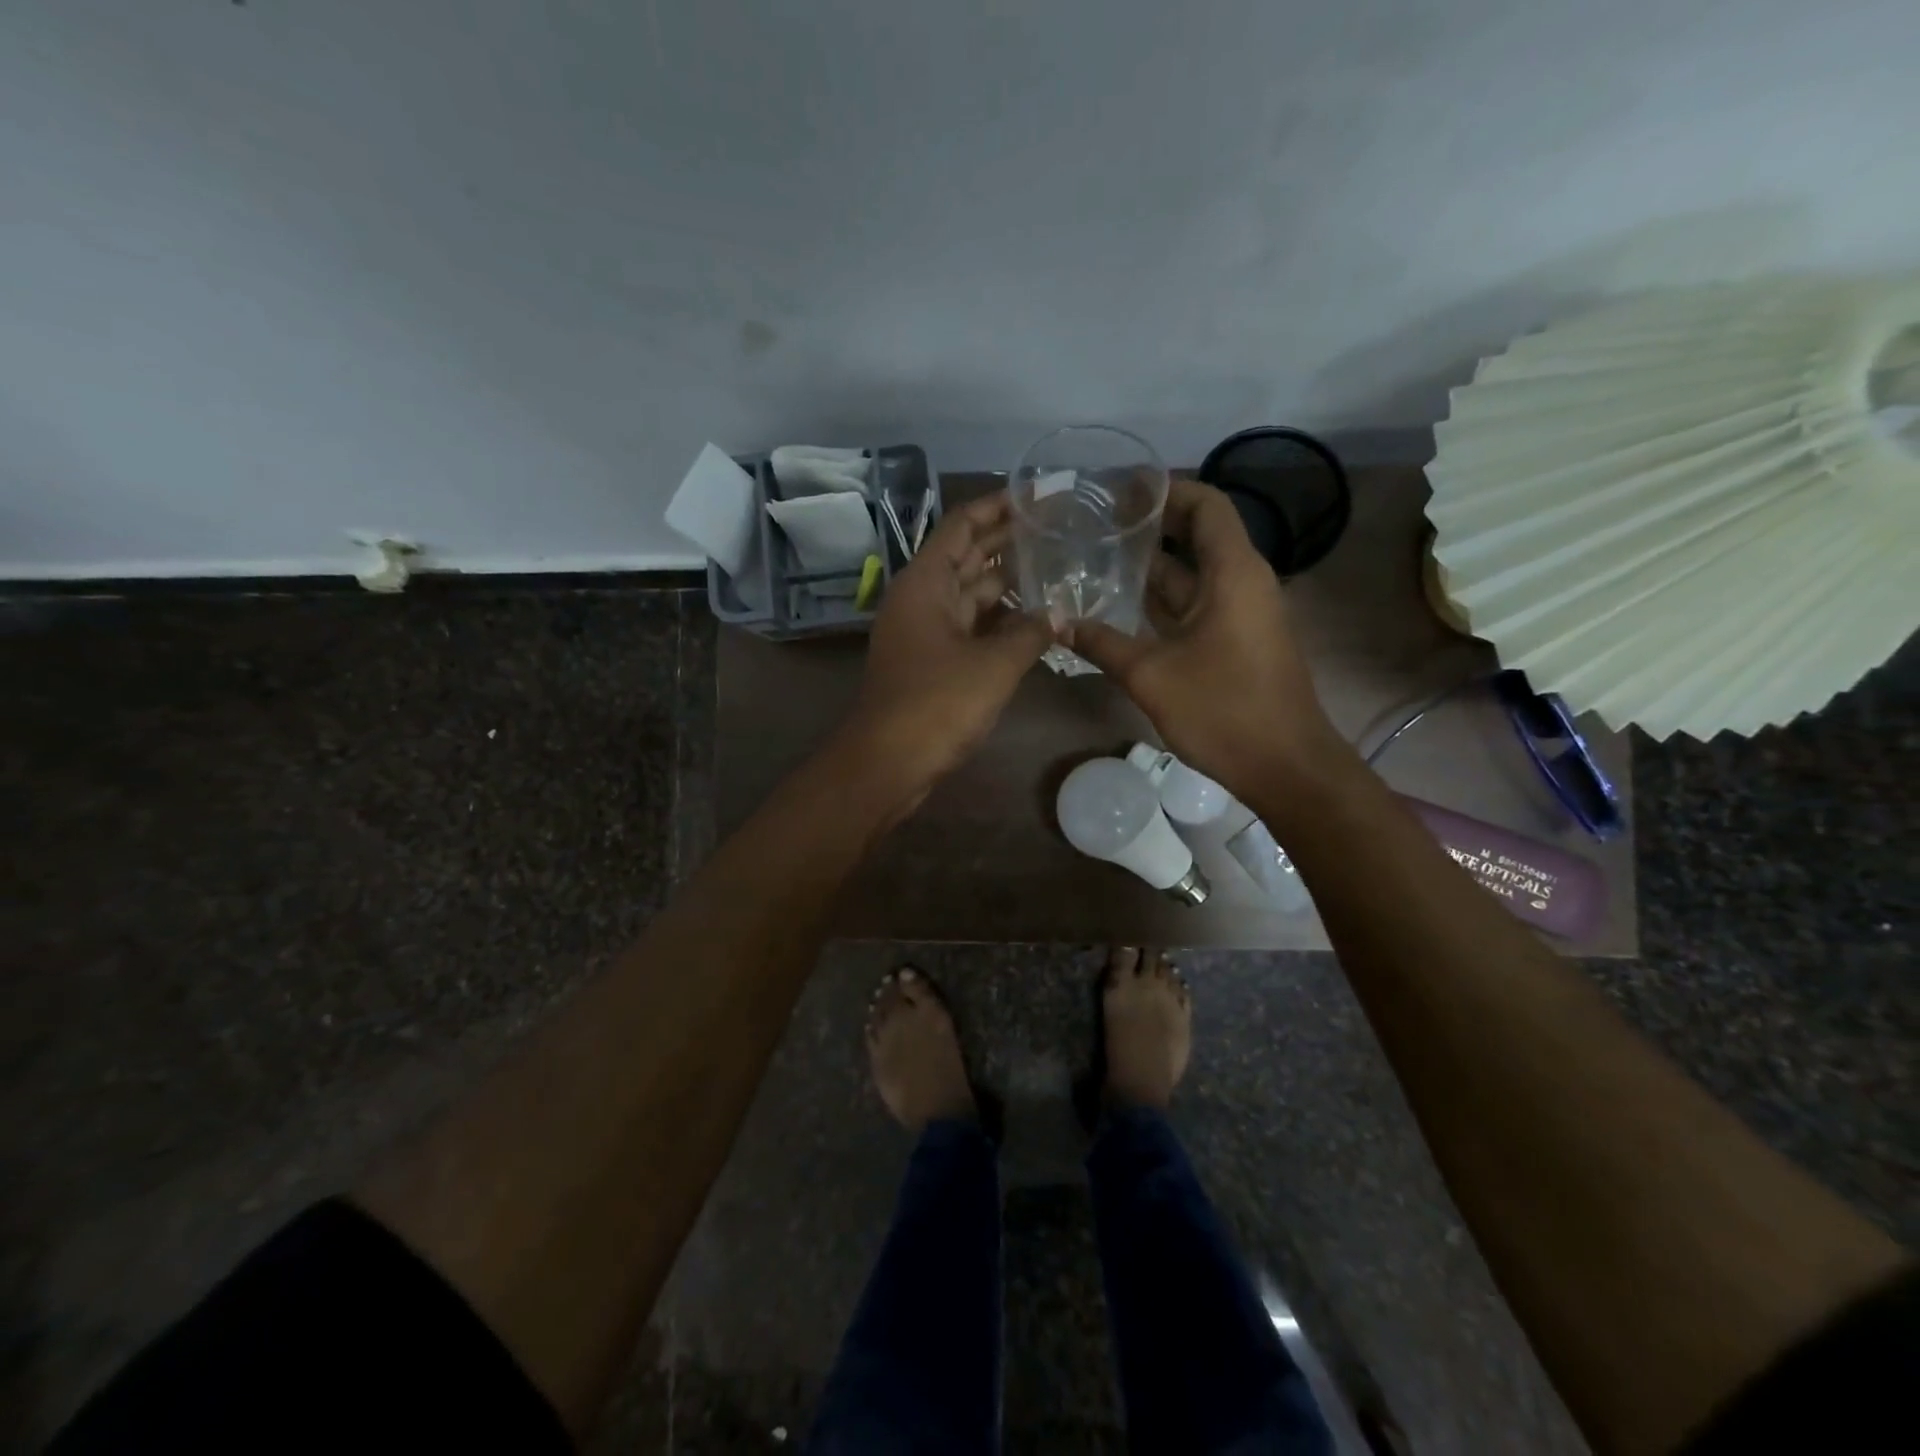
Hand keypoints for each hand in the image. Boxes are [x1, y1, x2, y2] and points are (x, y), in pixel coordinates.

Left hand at [839, 491, 1053, 804]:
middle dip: (1012, 542)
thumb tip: (1060, 612)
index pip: (963, 525)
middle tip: (1062, 529)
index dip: (1000, 506)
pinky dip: (1001, 622)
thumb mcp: (993, 665)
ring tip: (1059, 568)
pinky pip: (972, 628)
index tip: (1041, 495)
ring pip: (973, 595)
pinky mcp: (933, 662)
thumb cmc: (936, 704)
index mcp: (926, 582)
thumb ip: (1031, 632)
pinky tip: (1037, 620)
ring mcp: (926, 632)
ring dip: (1010, 584)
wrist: (888, 763)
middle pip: (969, 557)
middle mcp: (923, 598)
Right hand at [1066, 479, 1346, 796]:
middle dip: (1150, 526)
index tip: (1121, 491)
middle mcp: (1241, 582)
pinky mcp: (1235, 642)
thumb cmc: (1224, 710)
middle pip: (1197, 535)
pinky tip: (1120, 607)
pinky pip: (1194, 606)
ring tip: (1098, 558)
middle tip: (1097, 523)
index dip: (1167, 490)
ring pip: (1192, 575)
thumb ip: (1101, 644)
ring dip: (1150, 567)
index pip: (1206, 504)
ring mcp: (1240, 614)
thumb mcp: (1151, 675)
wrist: (1285, 766)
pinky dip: (1160, 601)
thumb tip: (1057, 622)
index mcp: (1233, 573)